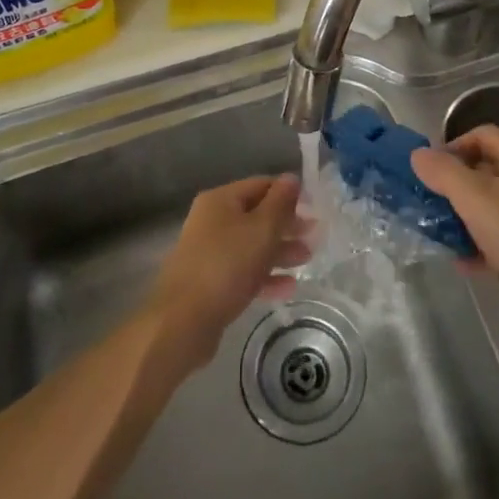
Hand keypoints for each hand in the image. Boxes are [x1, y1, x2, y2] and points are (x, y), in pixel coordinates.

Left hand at [147, 174, 310, 374]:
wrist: (183, 320)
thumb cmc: (226, 265)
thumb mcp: (261, 229)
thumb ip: (280, 203)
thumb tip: (291, 178)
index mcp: (221, 200)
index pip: (261, 185)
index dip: (289, 193)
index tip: (314, 208)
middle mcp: (212, 221)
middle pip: (257, 215)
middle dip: (287, 225)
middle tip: (315, 235)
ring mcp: (209, 253)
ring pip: (252, 245)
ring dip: (280, 250)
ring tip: (307, 259)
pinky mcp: (211, 283)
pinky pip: (244, 272)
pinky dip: (266, 276)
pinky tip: (289, 287)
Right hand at [411, 127, 498, 312]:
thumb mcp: (476, 200)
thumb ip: (443, 173)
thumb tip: (419, 154)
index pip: (479, 134)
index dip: (450, 149)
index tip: (428, 176)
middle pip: (488, 169)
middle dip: (457, 189)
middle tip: (433, 210)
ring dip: (470, 219)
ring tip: (447, 241)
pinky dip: (491, 242)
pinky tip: (472, 265)